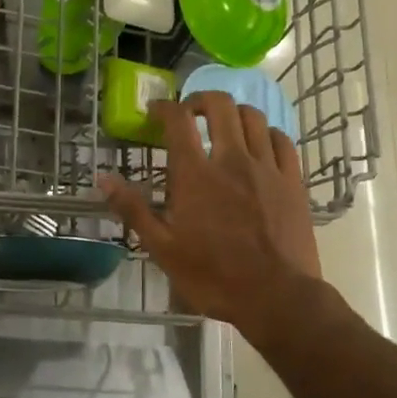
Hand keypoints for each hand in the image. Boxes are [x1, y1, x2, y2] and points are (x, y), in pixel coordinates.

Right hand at [98, 93, 322, 337]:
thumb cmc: (213, 276)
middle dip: (200, 100)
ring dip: (233, 113)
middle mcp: (232, 160)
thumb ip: (133, 209)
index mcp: (196, 175)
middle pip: (219, 106)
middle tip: (189, 114)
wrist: (277, 297)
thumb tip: (103, 179)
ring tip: (223, 126)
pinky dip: (265, 133)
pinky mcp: (293, 180)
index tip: (155, 112)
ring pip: (253, 117)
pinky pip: (281, 140)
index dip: (164, 108)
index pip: (177, 121)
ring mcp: (267, 167)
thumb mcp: (163, 249)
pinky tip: (258, 144)